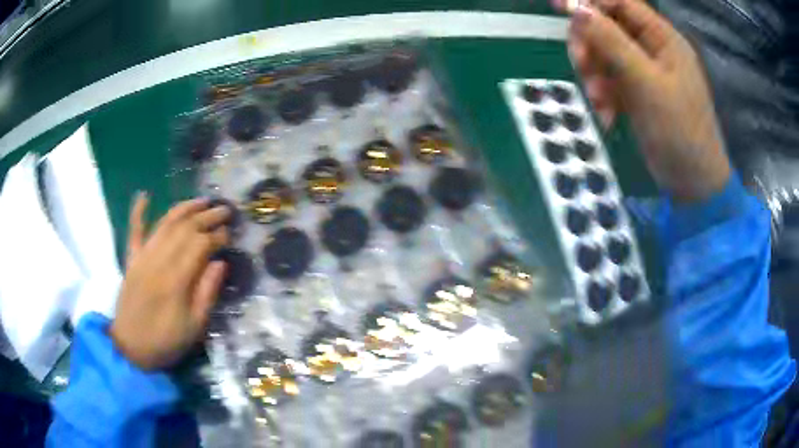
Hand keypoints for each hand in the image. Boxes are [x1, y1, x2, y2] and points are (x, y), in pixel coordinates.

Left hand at [111, 193, 229, 369]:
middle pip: (185, 229)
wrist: (131, 348)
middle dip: (207, 216)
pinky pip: (134, 231)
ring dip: (184, 208)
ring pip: (165, 223)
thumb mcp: (195, 327)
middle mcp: (158, 261)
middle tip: (225, 210)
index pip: (200, 245)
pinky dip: (138, 212)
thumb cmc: (166, 341)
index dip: (218, 236)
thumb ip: (207, 293)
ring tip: (202, 200)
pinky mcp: (131, 259)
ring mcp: (142, 257)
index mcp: (176, 280)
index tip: (231, 234)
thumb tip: (220, 262)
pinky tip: (144, 195)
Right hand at [555, 0, 730, 202]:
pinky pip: (610, 81)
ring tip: (598, 102)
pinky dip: (603, 96)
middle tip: (581, 67)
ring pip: (605, 55)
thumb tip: (577, 9)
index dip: (590, 1)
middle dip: (590, 45)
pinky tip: (606, 116)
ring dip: (594, 75)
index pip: (621, 3)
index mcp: (663, 39)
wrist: (692, 183)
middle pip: (608, 27)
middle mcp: (653, 49)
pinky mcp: (638, 93)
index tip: (559, 7)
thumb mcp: (646, 84)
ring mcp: (645, 72)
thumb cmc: (679, 131)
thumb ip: (612, 43)